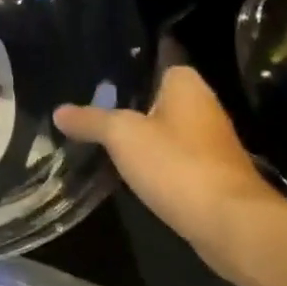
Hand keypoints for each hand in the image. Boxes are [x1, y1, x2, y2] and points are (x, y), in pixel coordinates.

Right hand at [55, 66, 286, 279]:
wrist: (228, 223)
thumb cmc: (176, 164)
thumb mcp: (122, 136)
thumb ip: (90, 120)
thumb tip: (58, 111)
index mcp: (187, 85)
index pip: (158, 62)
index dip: (130, 68)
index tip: (99, 75)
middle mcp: (203, 107)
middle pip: (157, 98)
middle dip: (128, 104)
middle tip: (89, 107)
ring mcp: (209, 143)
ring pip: (164, 130)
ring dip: (140, 136)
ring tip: (99, 138)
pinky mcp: (209, 174)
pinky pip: (172, 158)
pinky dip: (152, 162)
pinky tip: (127, 170)